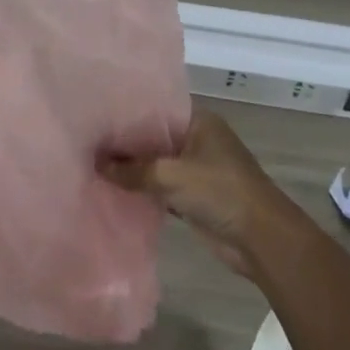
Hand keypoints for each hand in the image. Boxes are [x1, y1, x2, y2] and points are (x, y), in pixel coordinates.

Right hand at [100, 109, 294, 278]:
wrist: (262, 241)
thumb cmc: (221, 192)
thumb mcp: (171, 175)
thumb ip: (132, 169)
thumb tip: (96, 162)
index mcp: (199, 121)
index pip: (156, 108)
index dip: (127, 111)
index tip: (96, 112)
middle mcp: (197, 139)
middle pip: (154, 135)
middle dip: (126, 141)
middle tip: (87, 137)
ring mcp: (197, 168)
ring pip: (156, 162)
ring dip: (133, 166)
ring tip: (93, 160)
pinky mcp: (194, 195)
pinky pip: (161, 185)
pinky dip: (142, 187)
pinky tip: (113, 186)